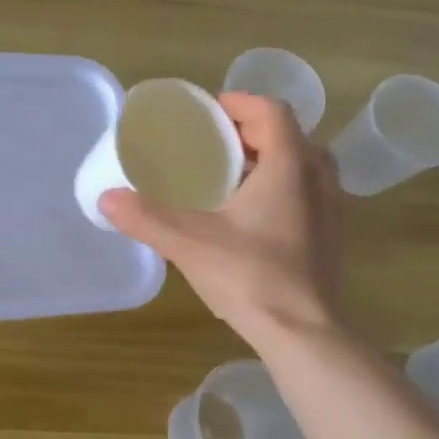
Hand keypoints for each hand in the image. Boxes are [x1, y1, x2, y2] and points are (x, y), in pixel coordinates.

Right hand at [100, 92, 345, 349]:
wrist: (305, 334)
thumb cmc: (251, 277)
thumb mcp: (189, 244)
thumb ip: (147, 218)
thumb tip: (106, 198)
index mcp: (289, 166)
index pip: (272, 111)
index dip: (240, 103)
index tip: (209, 112)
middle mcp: (318, 179)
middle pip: (289, 135)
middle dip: (252, 132)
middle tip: (214, 144)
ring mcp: (332, 209)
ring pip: (304, 166)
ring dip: (271, 161)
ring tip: (232, 177)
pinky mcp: (332, 238)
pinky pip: (309, 194)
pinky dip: (283, 189)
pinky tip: (253, 217)